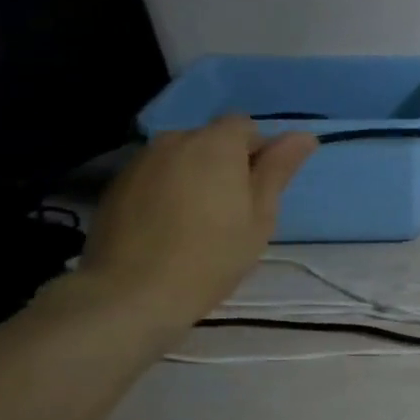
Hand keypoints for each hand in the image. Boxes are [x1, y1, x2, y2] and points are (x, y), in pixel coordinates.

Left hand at [77, 116, 316, 328]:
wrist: (132, 293)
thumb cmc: (212, 255)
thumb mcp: (260, 216)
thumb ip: (278, 170)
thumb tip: (304, 135)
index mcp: (216, 144)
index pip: (245, 125)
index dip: (258, 152)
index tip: (259, 191)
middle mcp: (175, 140)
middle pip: (211, 140)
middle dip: (226, 164)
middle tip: (233, 211)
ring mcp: (140, 161)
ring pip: (182, 158)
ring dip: (196, 177)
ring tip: (198, 221)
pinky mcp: (116, 185)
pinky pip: (155, 176)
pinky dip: (167, 191)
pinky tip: (168, 228)